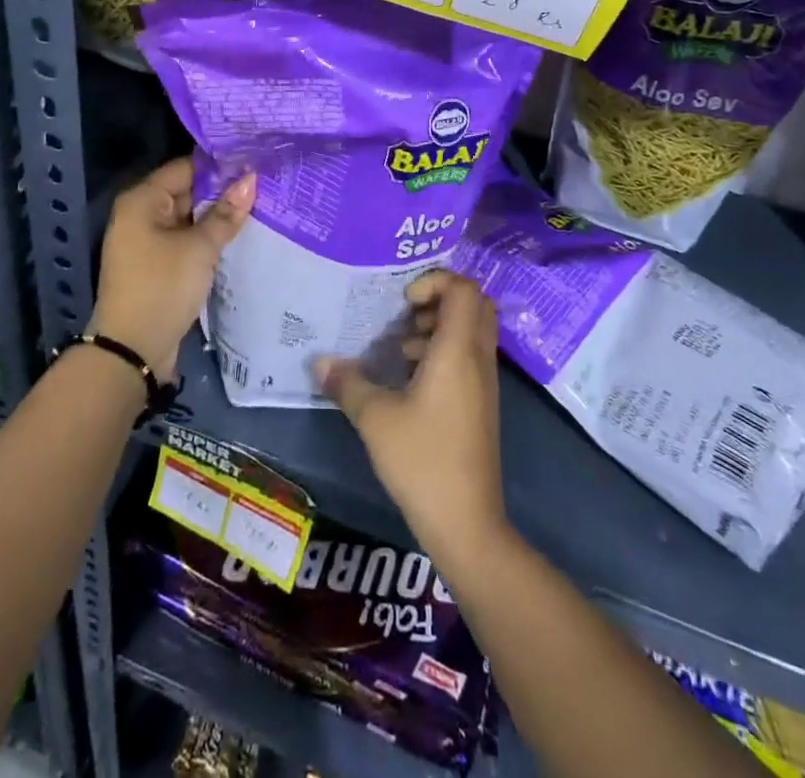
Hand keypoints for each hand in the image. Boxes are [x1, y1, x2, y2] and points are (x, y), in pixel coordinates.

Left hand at [92, 157, 253, 381]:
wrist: (132, 350)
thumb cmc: (162, 286)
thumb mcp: (199, 248)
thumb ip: (225, 213)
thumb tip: (251, 179)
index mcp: (142, 200)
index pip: (186, 168)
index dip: (220, 166)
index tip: (255, 163)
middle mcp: (141, 214)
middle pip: (187, 192)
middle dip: (222, 192)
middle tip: (264, 186)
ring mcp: (147, 241)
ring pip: (189, 219)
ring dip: (217, 218)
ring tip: (259, 207)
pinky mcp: (156, 265)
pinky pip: (185, 241)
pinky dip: (207, 239)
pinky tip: (238, 237)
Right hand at [316, 270, 507, 564]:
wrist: (466, 523)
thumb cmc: (422, 460)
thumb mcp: (374, 418)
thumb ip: (347, 382)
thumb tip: (319, 362)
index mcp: (458, 350)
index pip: (463, 289)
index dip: (434, 281)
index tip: (403, 302)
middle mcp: (478, 359)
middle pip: (474, 304)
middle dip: (439, 299)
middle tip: (405, 316)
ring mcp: (485, 382)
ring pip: (472, 331)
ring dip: (439, 327)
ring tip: (401, 348)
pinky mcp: (481, 404)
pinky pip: (468, 356)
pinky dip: (443, 352)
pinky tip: (410, 379)